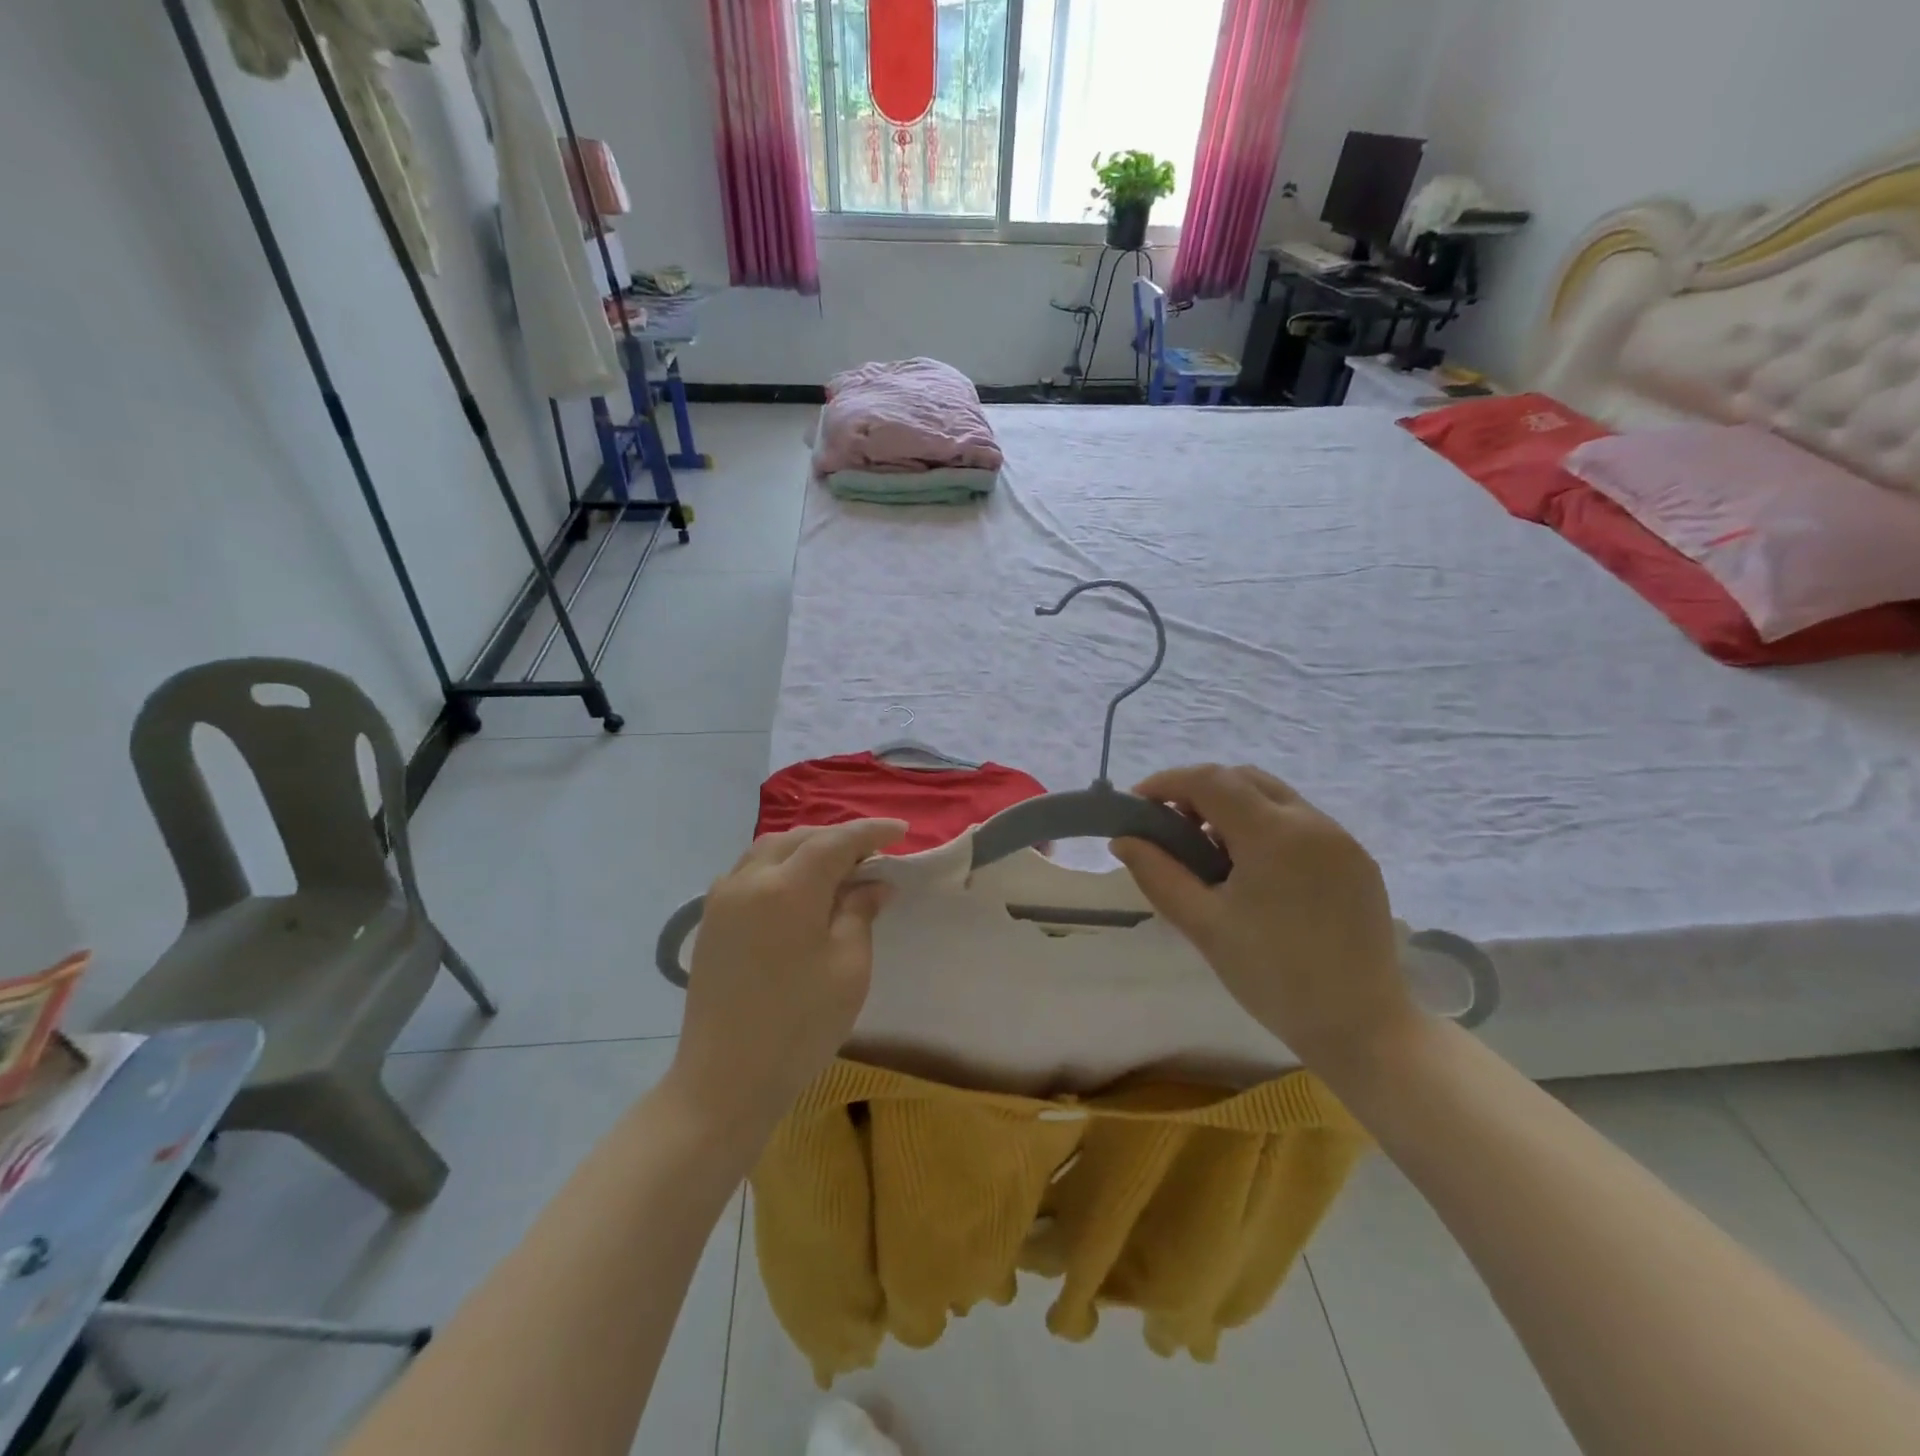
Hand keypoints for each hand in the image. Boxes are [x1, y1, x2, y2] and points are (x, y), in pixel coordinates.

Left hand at [670, 819, 906, 1142]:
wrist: (724, 1079)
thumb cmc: (798, 1026)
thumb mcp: (848, 968)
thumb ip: (859, 913)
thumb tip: (874, 884)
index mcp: (788, 888)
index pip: (836, 842)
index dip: (870, 832)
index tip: (900, 830)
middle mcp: (750, 880)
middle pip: (800, 838)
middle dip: (839, 838)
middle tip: (872, 853)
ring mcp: (723, 898)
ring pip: (770, 849)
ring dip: (806, 847)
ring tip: (837, 865)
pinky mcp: (711, 920)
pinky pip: (748, 871)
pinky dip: (779, 864)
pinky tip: (797, 887)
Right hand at [1111, 765, 1416, 1070]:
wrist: (1361, 1027)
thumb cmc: (1272, 977)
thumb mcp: (1204, 925)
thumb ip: (1158, 874)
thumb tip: (1123, 840)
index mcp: (1275, 835)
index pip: (1211, 781)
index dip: (1168, 783)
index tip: (1137, 802)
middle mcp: (1313, 822)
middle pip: (1244, 779)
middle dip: (1199, 790)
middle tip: (1169, 825)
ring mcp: (1342, 839)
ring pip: (1274, 797)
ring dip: (1233, 807)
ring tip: (1207, 848)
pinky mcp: (1357, 860)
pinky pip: (1301, 822)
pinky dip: (1265, 825)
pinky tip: (1251, 868)